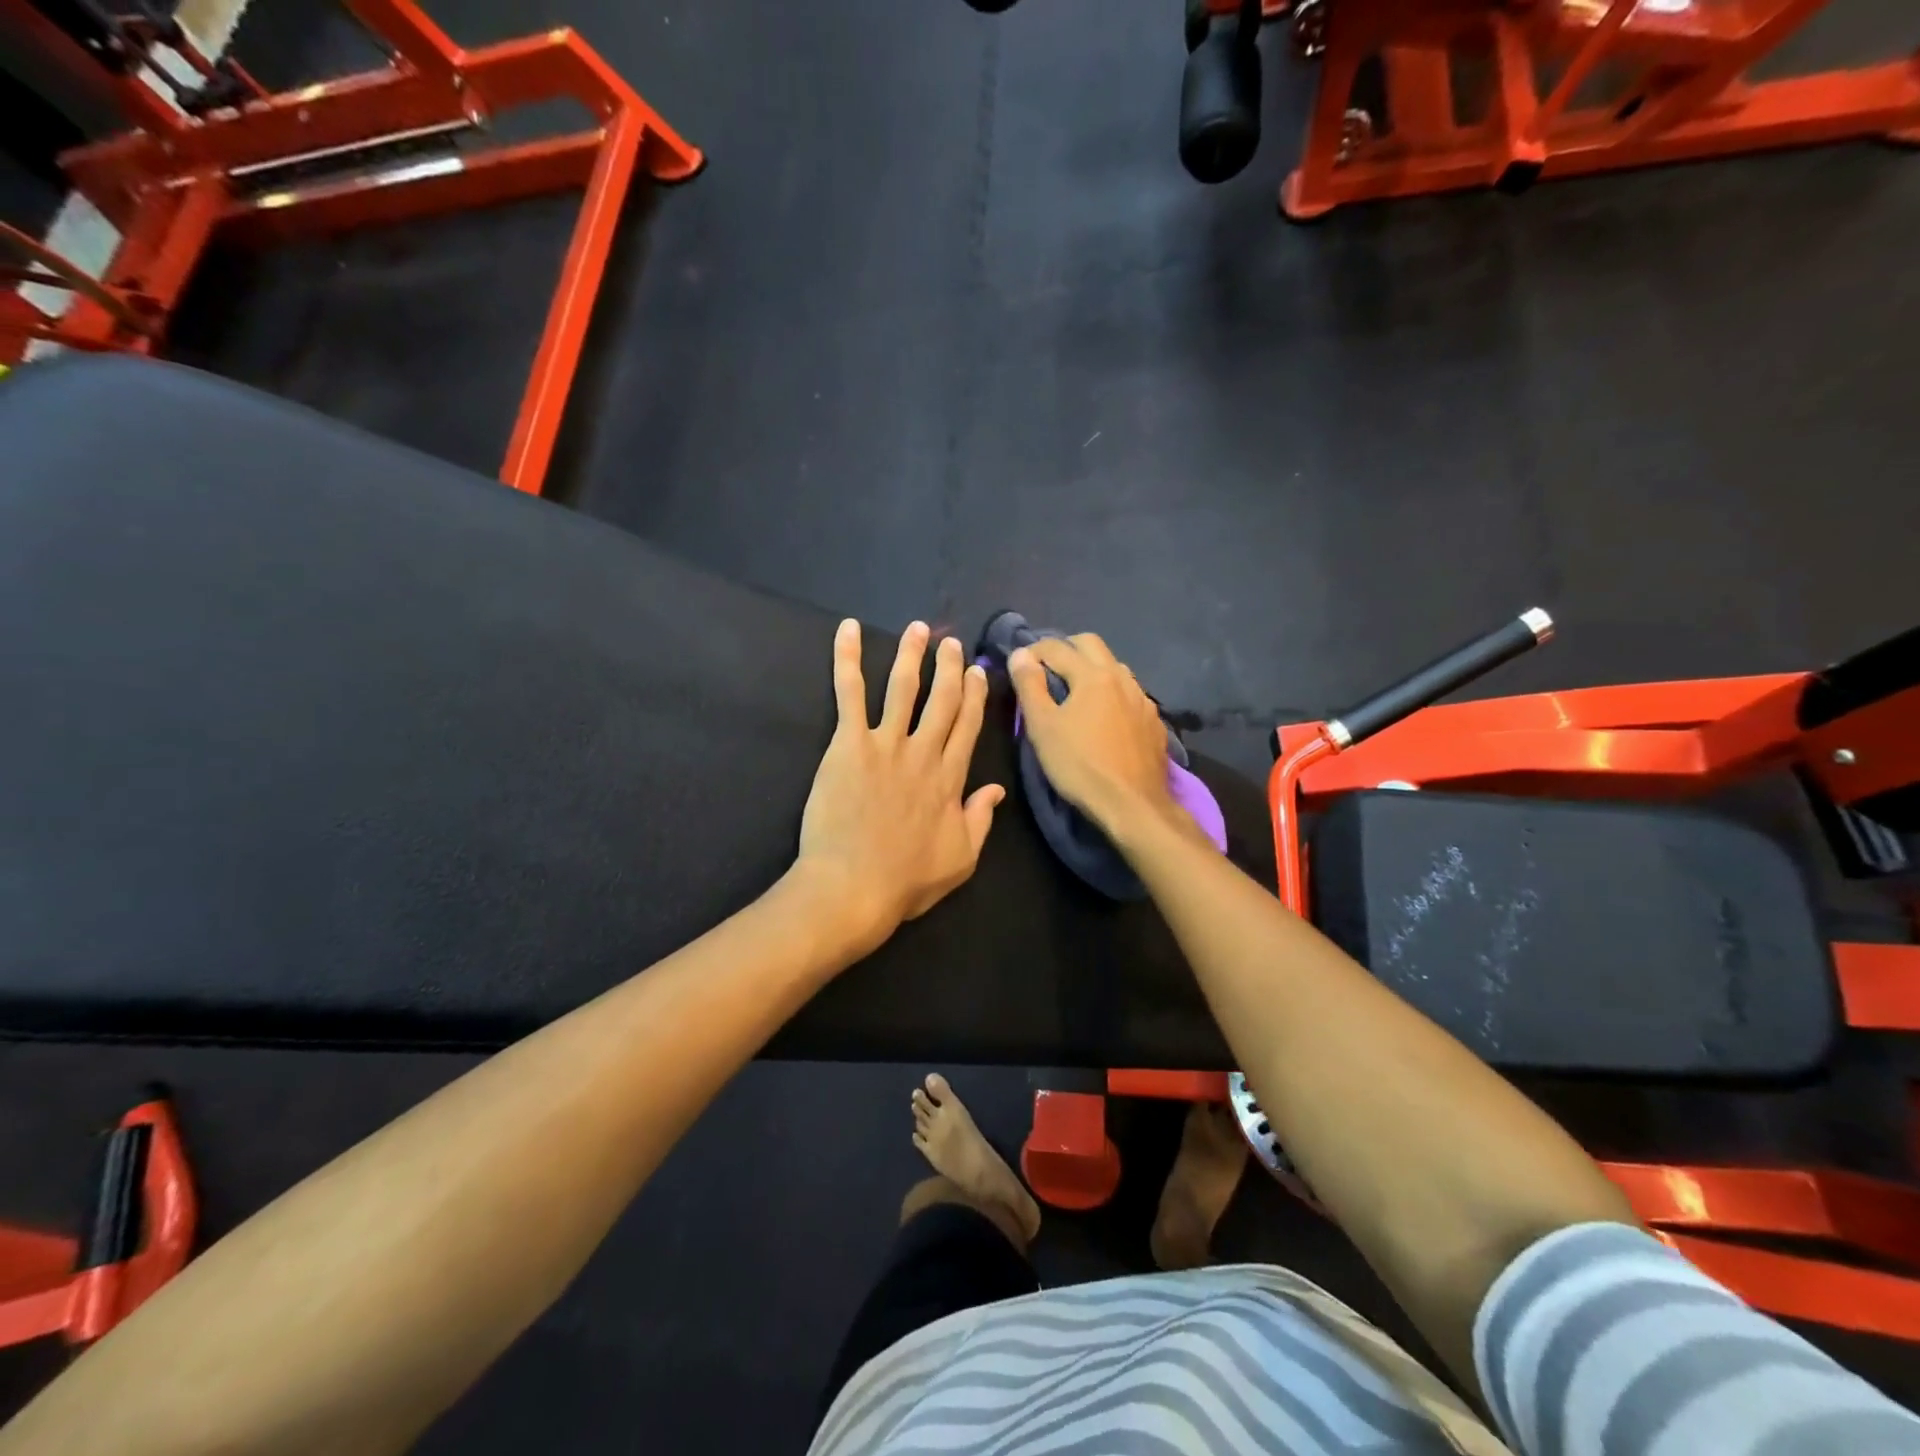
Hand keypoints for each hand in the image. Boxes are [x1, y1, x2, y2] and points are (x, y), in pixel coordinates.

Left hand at [796, 619, 1004, 955]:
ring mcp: (886, 743)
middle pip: (943, 700)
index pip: (968, 727)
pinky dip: (848, 659)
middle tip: (952, 644)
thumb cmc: (905, 880)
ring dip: (912, 654)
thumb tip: (997, 790)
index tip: (977, 672)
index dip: (975, 696)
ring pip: (903, 687)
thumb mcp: (960, 859)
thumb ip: (980, 820)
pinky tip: (847, 631)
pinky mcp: (849, 743)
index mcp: (951, 779)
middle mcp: (924, 752)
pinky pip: (850, 693)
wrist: (853, 887)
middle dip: (950, 668)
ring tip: (918, 629)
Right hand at [1007, 634, 1172, 835]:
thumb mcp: (1043, 727)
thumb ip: (1029, 686)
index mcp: (1093, 675)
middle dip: (1066, 648)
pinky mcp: (1153, 721)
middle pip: (1091, 644)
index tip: (1019, 665)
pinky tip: (1105, 716)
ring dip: (1092, 668)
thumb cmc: (1080, 765)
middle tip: (1047, 669)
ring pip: (1115, 667)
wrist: (1133, 804)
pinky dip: (1112, 693)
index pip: (1056, 647)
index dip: (1032, 650)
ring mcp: (1143, 699)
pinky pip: (1130, 694)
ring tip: (1076, 691)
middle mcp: (1122, 677)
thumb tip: (1020, 655)